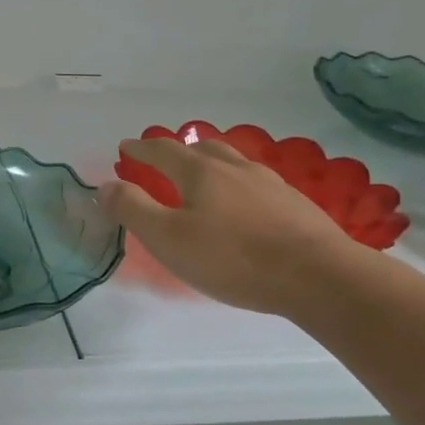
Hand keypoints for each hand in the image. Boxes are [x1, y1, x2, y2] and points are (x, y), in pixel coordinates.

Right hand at [98, 137, 364, 315]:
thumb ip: (133, 209)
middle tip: (162, 158)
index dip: (140, 149)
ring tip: (203, 175)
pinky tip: (244, 202)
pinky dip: (237, 182)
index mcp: (200, 172)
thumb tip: (105, 185)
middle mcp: (235, 168)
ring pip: (232, 161)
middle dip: (177, 150)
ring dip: (210, 162)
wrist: (319, 276)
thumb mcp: (169, 239)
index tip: (125, 147)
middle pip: (201, 148)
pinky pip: (255, 182)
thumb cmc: (233, 258)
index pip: (162, 151)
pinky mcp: (294, 203)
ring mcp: (269, 183)